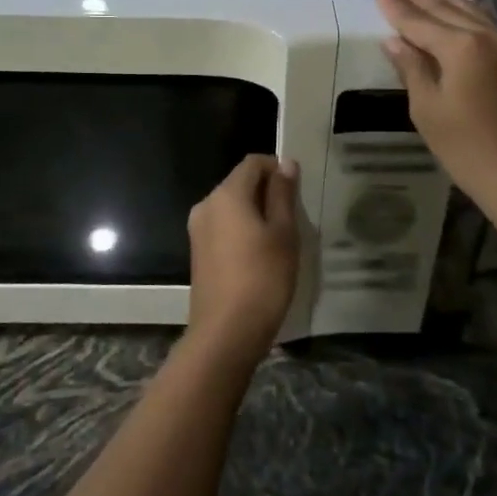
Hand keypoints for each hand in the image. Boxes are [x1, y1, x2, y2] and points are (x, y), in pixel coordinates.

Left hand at [185, 154, 300, 369]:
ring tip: (281, 237)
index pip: (253, 163)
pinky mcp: (198, 252)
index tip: (298, 190)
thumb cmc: (263, 277)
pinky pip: (224, 227)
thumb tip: (285, 164)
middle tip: (294, 216)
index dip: (277, 168)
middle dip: (267, 191)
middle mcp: (206, 205)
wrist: (226, 332)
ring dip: (256, 212)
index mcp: (226, 194)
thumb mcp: (283, 233)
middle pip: (240, 183)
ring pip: (232, 207)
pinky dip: (242, 230)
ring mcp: (198, 230)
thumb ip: (283, 194)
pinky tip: (261, 255)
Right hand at [376, 0, 496, 210]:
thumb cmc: (468, 148)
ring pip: (472, 13)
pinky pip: (489, 25)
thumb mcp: (428, 110)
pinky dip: (470, 13)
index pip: (420, 22)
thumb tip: (395, 41)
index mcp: (461, 47)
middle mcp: (487, 37)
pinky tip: (464, 10)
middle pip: (447, 11)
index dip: (397, 8)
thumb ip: (412, 69)